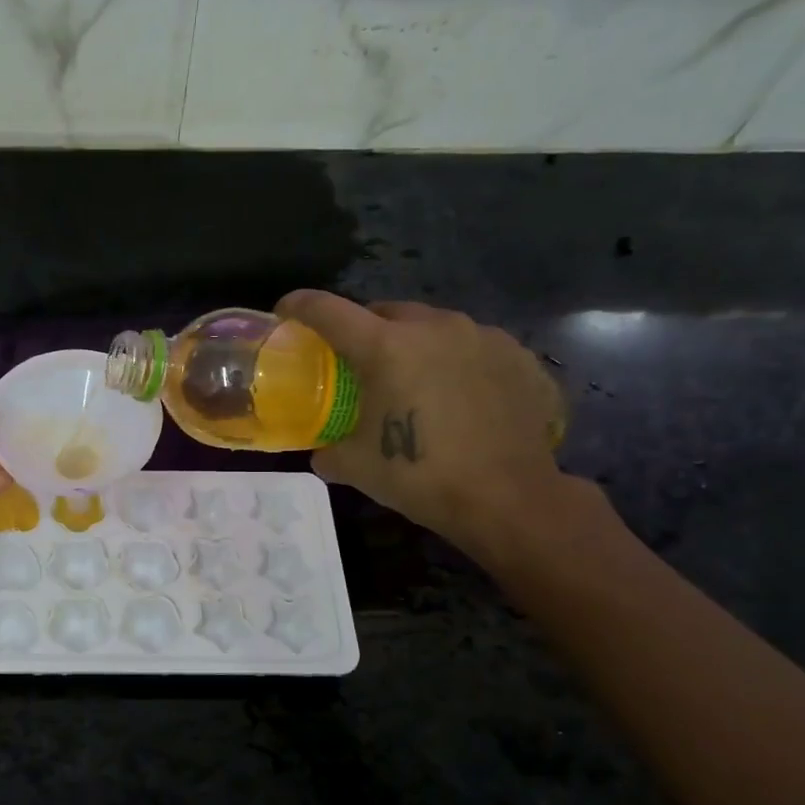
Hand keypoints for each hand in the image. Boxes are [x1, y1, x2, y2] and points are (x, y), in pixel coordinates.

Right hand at [275, 290, 565, 555]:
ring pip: (433, 326)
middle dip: (365, 329)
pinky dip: (455, 363)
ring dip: (414, 344)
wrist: (508, 497)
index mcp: (386, 347)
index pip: (329, 311)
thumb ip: (328, 450)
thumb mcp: (355, 467)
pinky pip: (474, 348)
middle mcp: (434, 327)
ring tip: (413, 380)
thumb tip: (323, 450)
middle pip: (385, 311)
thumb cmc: (420, 476)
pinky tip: (457, 396)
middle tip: (357, 360)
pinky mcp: (518, 356)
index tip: (285, 310)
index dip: (300, 306)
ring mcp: (483, 337)